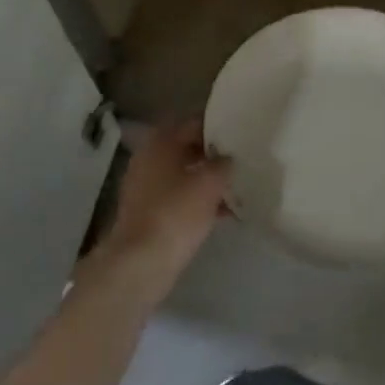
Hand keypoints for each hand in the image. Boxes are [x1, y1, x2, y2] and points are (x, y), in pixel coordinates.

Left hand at [87, 120, 228, 303]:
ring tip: (239, 185)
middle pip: (187, 148)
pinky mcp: (149, 213)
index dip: (218, 125)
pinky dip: (200, 202)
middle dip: (214, 154)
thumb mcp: (209, 183)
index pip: (193, 123)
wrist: (141, 262)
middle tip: (243, 158)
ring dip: (208, 179)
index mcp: (161, 143)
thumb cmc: (176, 213)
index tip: (240, 131)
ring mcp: (147, 187)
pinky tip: (226, 212)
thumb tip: (228, 158)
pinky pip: (180, 198)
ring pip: (185, 175)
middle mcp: (150, 159)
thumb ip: (223, 164)